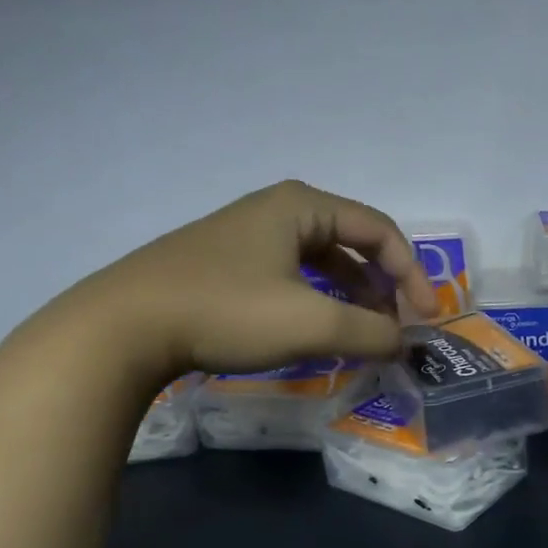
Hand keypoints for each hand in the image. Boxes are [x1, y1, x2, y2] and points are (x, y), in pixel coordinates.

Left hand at [34, 180, 437, 381]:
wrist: (122, 328)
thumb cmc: (226, 311)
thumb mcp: (311, 324)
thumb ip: (371, 332)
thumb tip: (404, 341)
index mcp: (303, 206)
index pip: (380, 231)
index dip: (412, 274)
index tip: (424, 319)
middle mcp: (279, 211)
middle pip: (353, 244)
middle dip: (383, 287)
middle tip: (396, 329)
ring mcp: (249, 236)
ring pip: (323, 263)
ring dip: (353, 297)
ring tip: (365, 335)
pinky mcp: (228, 265)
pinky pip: (293, 277)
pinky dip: (319, 302)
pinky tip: (320, 332)